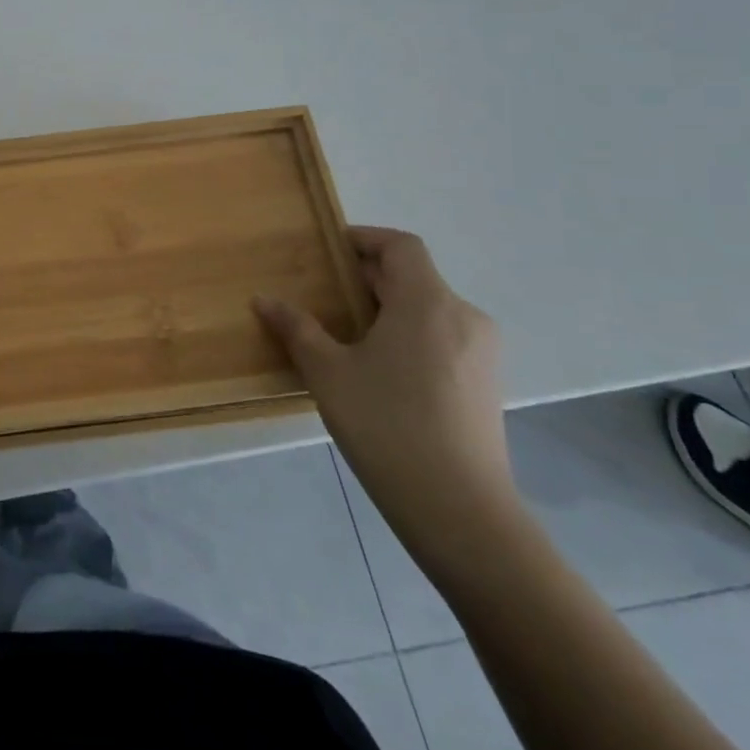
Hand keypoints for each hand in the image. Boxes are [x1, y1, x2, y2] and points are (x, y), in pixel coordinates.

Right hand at [255, 227, 523, 574]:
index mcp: (428, 303)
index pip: (401, 246)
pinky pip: (441, 338)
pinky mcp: (485, 384)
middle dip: (366, 278)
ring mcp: (481, 353)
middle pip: (414, 276)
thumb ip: (297, 328)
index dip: (364, 239)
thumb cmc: (387, 425)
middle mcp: (463, 317)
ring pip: (428, 309)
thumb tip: (265, 299)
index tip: (327, 251)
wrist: (460, 510)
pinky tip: (377, 368)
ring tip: (343, 332)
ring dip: (386, 308)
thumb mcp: (328, 372)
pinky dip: (407, 335)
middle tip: (321, 292)